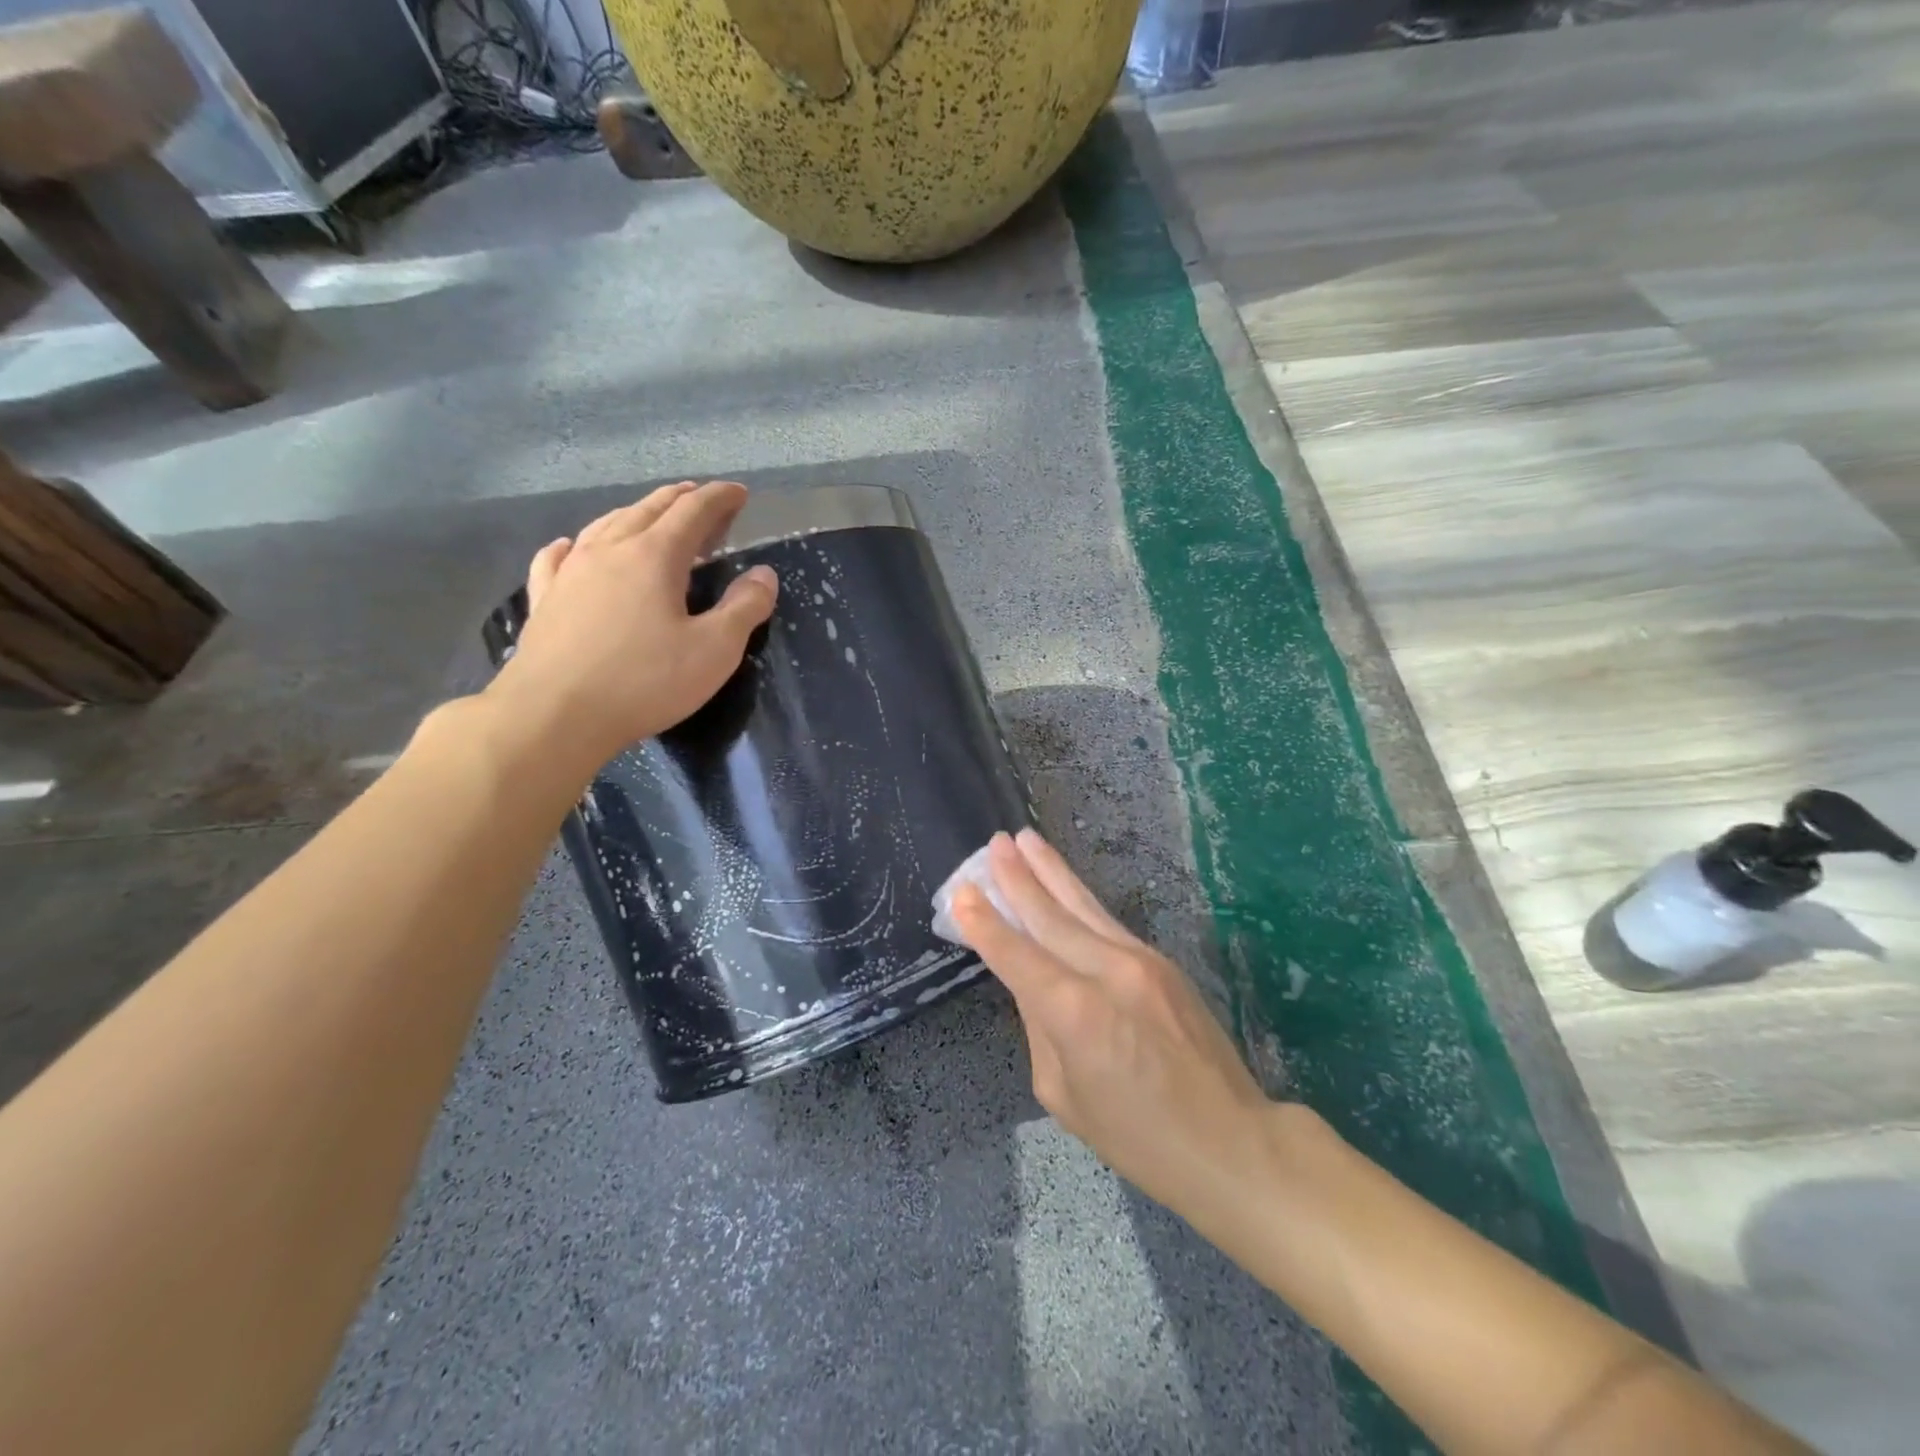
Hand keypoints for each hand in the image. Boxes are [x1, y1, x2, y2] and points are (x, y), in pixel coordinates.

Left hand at [486, 481, 777, 767]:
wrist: (553, 714)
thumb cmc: (644, 682)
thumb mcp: (714, 651)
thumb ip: (744, 608)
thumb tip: (764, 574)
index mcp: (654, 556)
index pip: (693, 511)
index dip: (719, 498)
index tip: (739, 493)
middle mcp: (609, 550)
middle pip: (649, 510)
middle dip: (680, 499)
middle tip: (701, 498)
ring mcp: (570, 572)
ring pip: (606, 525)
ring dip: (635, 514)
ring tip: (650, 515)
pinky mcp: (545, 599)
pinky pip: (558, 557)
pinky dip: (574, 544)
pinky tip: (570, 546)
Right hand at [950, 830, 1279, 1220]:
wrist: (1229, 1141)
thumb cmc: (1137, 1137)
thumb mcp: (1064, 1094)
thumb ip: (1041, 1029)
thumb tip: (1035, 985)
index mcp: (1073, 1011)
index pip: (1015, 954)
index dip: (984, 923)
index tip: (961, 891)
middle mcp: (1105, 971)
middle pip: (1049, 915)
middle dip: (1016, 878)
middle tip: (994, 844)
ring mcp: (1139, 960)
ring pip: (1083, 905)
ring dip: (1050, 870)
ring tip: (1026, 839)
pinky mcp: (1162, 962)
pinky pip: (1108, 922)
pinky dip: (1080, 898)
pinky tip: (1064, 883)